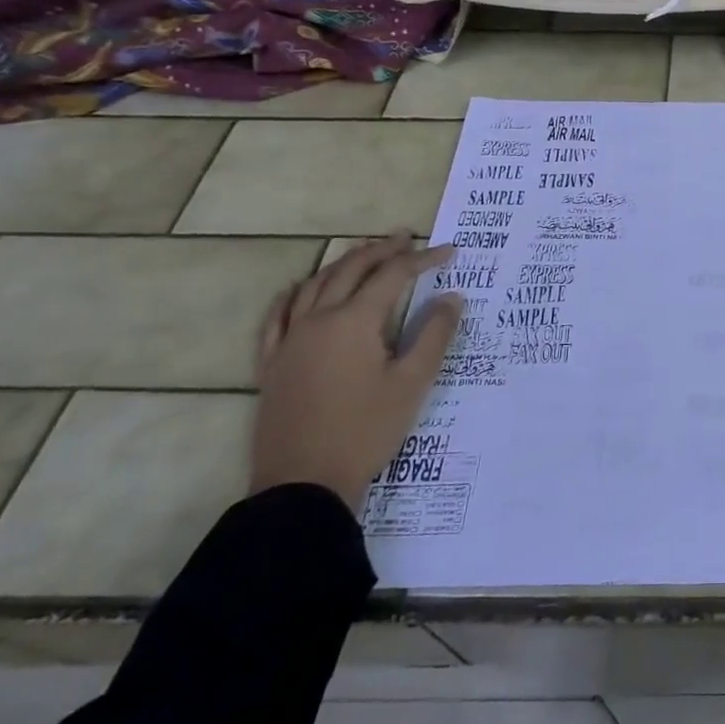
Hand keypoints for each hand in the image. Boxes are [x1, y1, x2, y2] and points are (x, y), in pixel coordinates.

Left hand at [251, 234, 463, 511]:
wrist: (303, 485)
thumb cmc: (365, 431)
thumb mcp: (412, 384)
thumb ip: (434, 335)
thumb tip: (452, 297)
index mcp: (354, 322)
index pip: (393, 276)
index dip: (423, 259)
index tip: (450, 251)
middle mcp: (317, 320)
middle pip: (350, 270)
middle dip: (381, 250)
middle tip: (406, 238)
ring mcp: (289, 341)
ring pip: (314, 285)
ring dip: (342, 263)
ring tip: (364, 253)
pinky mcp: (272, 364)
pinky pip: (277, 316)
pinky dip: (293, 294)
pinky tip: (299, 289)